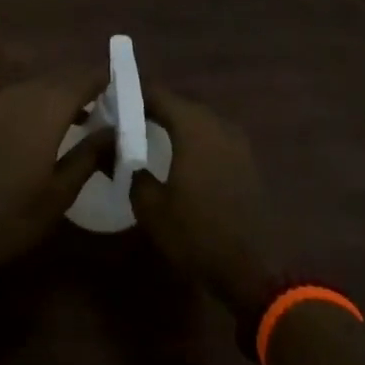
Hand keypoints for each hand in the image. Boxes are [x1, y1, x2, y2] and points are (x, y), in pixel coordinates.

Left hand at [0, 71, 109, 285]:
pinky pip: (17, 99)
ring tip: (82, 119)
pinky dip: (37, 105)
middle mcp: (20, 95)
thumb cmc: (8, 216)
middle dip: (84, 87)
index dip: (105, 78)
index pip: (83, 78)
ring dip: (60, 97)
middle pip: (59, 79)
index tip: (126, 86)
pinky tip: (43, 131)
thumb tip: (114, 130)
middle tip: (108, 106)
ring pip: (37, 88)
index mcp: (45, 108)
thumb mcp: (59, 193)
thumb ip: (89, 155)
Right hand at [130, 90, 277, 318]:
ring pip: (199, 121)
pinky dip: (193, 140)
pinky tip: (179, 157)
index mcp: (193, 127)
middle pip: (180, 104)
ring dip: (175, 124)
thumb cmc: (197, 233)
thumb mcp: (150, 206)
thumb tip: (108, 148)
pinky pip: (213, 138)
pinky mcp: (248, 163)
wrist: (257, 271)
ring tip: (149, 137)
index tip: (110, 100)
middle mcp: (218, 125)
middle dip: (153, 108)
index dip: (132, 93)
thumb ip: (129, 170)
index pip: (157, 94)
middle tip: (126, 119)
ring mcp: (238, 143)